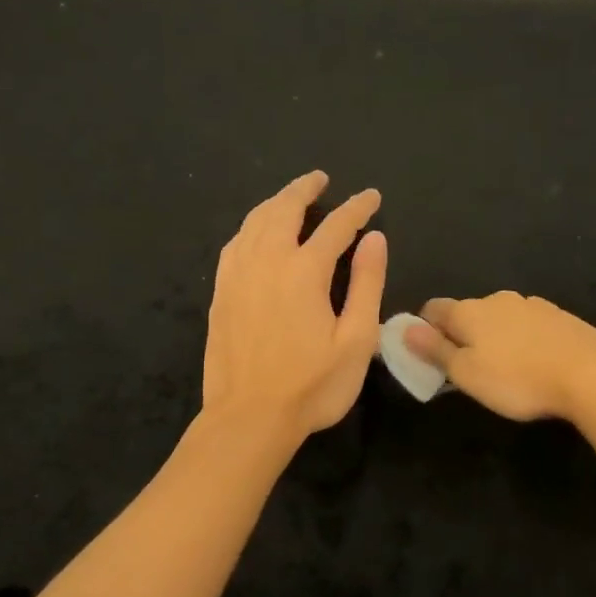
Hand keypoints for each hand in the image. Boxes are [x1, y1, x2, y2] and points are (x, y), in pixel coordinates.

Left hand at [202, 171, 385, 443]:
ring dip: (275, 202)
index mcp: (304, 271)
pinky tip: (255, 233)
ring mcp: (237, 276)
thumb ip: (366, 284)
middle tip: (320, 179)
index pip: (336, 226)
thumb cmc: (312, 386)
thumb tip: (374, 239)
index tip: (372, 197)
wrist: (249, 417)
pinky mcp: (221, 294)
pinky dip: (250, 227)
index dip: (357, 208)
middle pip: (284, 210)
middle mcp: (267, 262)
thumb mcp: (356, 340)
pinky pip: (234, 244)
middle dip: (305, 189)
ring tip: (289, 197)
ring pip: (254, 222)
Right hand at [404, 292, 595, 422]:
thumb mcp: (466, 374)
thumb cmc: (517, 379)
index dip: (424, 329)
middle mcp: (496, 299)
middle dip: (461, 334)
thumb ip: (435, 350)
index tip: (428, 354)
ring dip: (493, 336)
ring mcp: (531, 304)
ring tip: (503, 368)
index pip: (433, 308)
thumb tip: (405, 329)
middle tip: (466, 369)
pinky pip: (527, 324)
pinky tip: (532, 362)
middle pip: (467, 312)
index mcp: (468, 311)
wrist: (592, 373)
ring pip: (499, 317)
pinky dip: (521, 339)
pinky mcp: (559, 316)